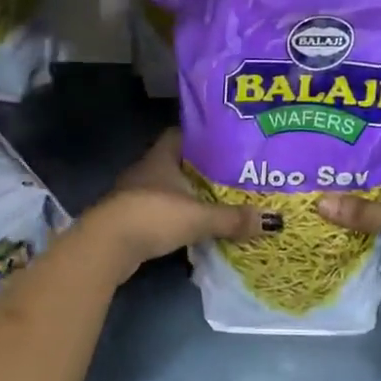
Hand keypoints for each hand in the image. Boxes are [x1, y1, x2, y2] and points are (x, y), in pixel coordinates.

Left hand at [86, 130, 272, 272]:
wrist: (106, 246)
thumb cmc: (153, 216)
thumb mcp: (199, 217)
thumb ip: (233, 218)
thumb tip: (274, 221)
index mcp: (161, 157)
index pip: (182, 134)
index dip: (203, 136)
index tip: (226, 143)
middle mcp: (147, 170)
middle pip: (178, 163)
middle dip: (201, 169)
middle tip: (231, 175)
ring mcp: (135, 195)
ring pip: (168, 189)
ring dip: (188, 196)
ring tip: (219, 202)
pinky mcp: (130, 219)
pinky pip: (160, 212)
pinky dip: (176, 217)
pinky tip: (194, 226)